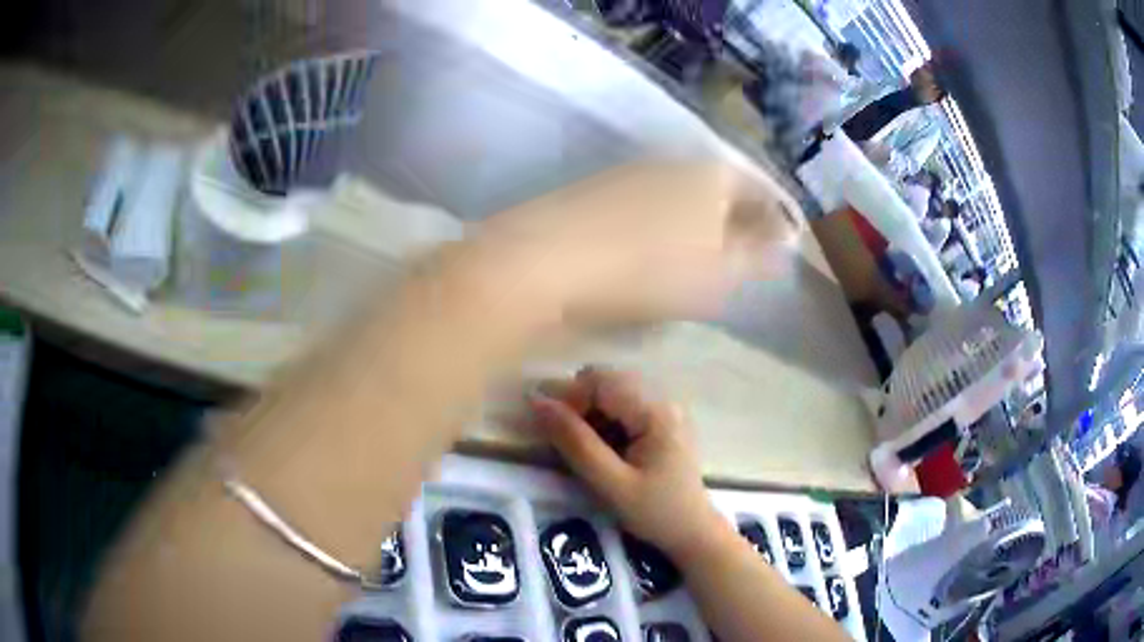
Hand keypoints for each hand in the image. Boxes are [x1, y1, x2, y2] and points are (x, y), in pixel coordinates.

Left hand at [477, 161, 801, 326]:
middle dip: (737, 220)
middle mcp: (674, 163)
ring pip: (681, 197)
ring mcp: (631, 173)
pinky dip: (663, 226)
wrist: (548, 257)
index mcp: (712, 175)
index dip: (775, 218)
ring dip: (699, 223)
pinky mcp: (597, 192)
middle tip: (745, 256)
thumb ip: (755, 255)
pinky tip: (655, 250)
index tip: (782, 247)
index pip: (759, 191)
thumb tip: (785, 243)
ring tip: (704, 258)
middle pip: (719, 190)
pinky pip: (647, 207)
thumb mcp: (717, 270)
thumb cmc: (650, 266)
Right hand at [529, 368, 725, 561]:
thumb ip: (575, 442)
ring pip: (613, 392)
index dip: (567, 396)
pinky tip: (604, 450)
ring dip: (590, 412)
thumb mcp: (611, 483)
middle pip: (607, 381)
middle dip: (578, 404)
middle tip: (565, 441)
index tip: (544, 423)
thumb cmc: (654, 512)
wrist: (693, 532)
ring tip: (585, 449)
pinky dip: (605, 420)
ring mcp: (665, 409)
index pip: (600, 382)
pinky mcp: (663, 421)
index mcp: (656, 411)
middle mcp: (663, 400)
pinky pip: (624, 406)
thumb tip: (539, 403)